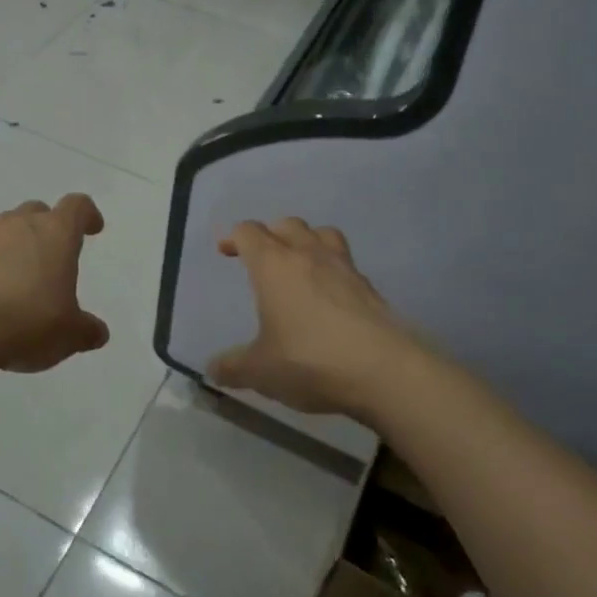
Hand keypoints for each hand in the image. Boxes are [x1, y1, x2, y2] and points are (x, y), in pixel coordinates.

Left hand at [0, 194, 110, 370]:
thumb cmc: (29, 321)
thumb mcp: (69, 334)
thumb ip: (86, 330)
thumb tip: (97, 332)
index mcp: (56, 233)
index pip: (77, 206)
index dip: (87, 215)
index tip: (92, 229)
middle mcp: (20, 225)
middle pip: (38, 211)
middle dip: (48, 228)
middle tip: (54, 256)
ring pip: (7, 230)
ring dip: (17, 247)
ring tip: (21, 281)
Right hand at [210, 218, 419, 422]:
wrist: (384, 370)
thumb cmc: (310, 361)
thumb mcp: (261, 371)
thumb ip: (233, 367)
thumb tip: (213, 369)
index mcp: (274, 265)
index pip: (248, 232)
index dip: (233, 237)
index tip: (226, 250)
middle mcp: (307, 255)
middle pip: (286, 224)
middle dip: (269, 235)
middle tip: (261, 258)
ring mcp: (343, 267)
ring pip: (322, 233)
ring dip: (306, 241)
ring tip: (299, 265)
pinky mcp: (369, 286)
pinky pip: (345, 262)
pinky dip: (332, 269)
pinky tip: (330, 296)